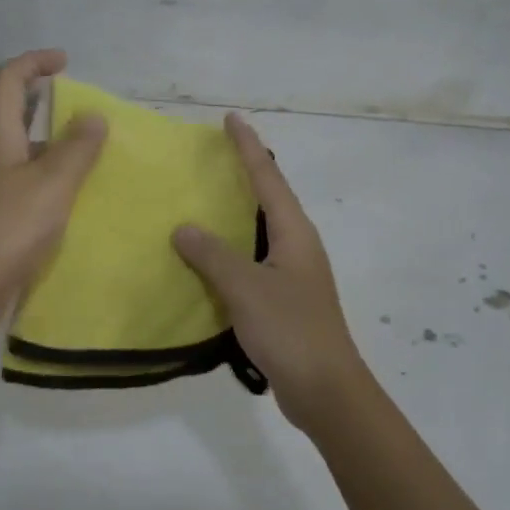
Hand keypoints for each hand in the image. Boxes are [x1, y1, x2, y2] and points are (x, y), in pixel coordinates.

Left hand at [0, 49, 106, 333]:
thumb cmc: (9, 227)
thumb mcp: (52, 183)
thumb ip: (76, 149)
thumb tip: (93, 116)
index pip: (9, 80)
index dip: (34, 62)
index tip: (66, 62)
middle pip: (16, 114)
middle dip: (51, 105)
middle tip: (89, 114)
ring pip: (27, 153)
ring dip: (58, 147)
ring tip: (95, 157)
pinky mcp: (0, 218)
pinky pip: (31, 185)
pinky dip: (55, 181)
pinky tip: (78, 198)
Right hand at [173, 114, 369, 432]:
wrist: (325, 389)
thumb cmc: (290, 330)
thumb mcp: (246, 288)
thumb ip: (213, 255)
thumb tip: (184, 227)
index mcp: (295, 233)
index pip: (268, 178)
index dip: (248, 147)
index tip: (231, 119)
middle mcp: (298, 245)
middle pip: (270, 198)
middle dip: (246, 173)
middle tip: (213, 156)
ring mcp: (293, 273)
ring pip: (261, 230)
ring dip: (237, 213)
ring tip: (206, 199)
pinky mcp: (285, 299)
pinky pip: (254, 260)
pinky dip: (232, 250)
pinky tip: (209, 258)